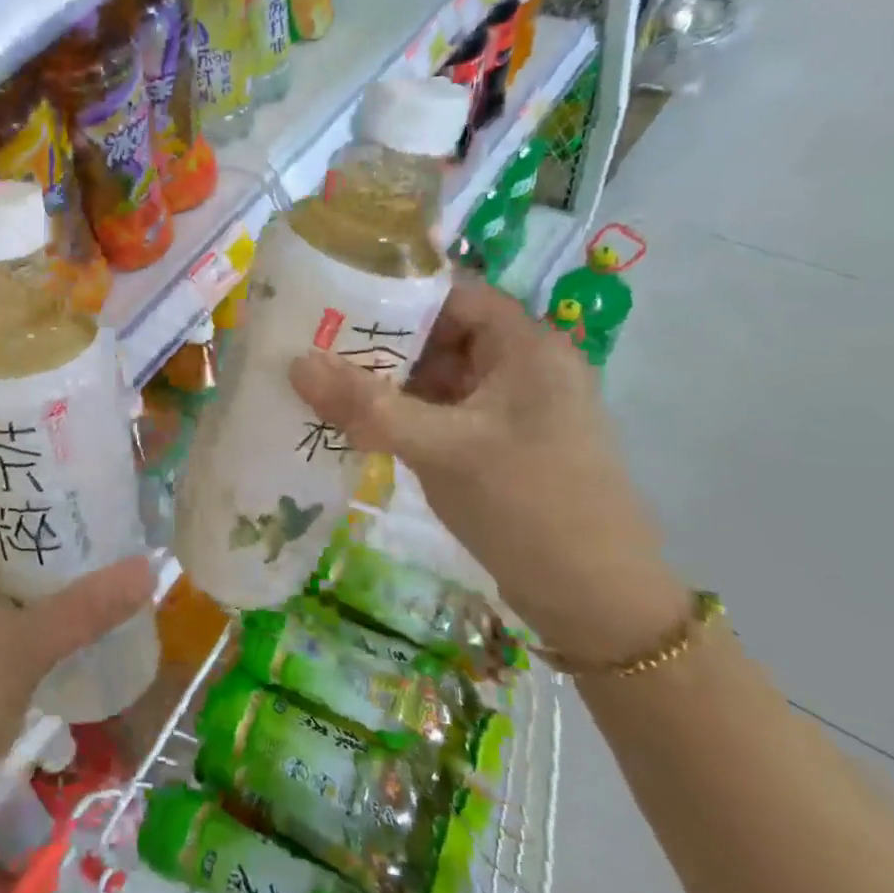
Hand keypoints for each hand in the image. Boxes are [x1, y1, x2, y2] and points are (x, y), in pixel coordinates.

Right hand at [290, 276, 687, 664]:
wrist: (598, 605)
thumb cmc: (530, 507)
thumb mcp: (442, 449)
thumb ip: (367, 406)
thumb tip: (295, 364)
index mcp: (525, 346)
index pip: (451, 291)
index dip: (392, 287)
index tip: (330, 293)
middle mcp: (520, 365)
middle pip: (437, 332)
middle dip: (376, 338)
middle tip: (310, 339)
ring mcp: (508, 407)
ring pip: (434, 375)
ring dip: (383, 378)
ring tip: (319, 377)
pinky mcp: (495, 443)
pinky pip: (438, 410)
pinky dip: (399, 412)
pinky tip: (353, 420)